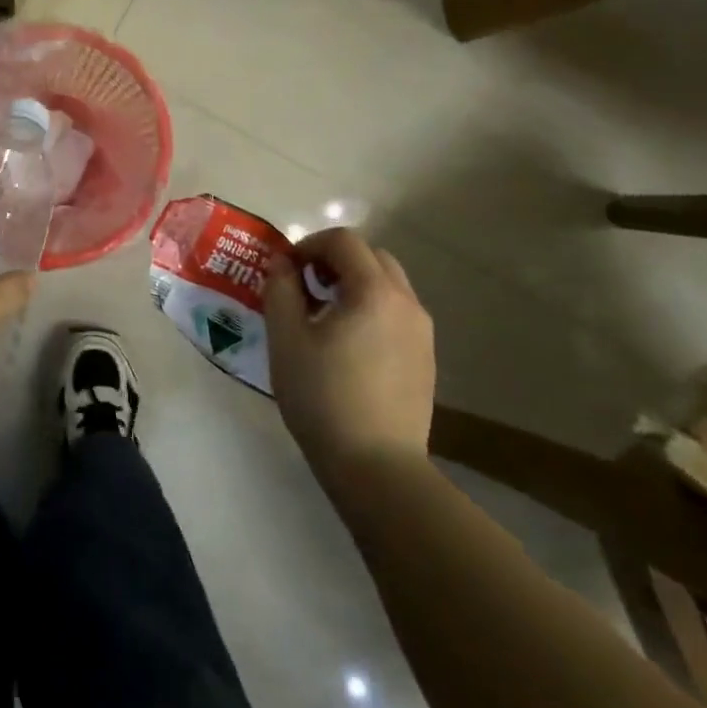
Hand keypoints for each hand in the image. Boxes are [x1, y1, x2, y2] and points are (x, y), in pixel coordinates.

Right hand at [263, 228, 435, 480]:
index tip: (286, 270)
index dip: (309, 244)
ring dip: (354, 283)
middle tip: (304, 286)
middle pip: (371, 256)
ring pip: (388, 284)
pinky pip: (396, 313)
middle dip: (334, 260)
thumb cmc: (322, 396)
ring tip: (323, 316)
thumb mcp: (286, 338)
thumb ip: (281, 289)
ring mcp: (421, 332)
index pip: (343, 241)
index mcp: (374, 291)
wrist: (376, 466)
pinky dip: (370, 308)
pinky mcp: (425, 358)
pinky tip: (347, 344)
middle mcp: (406, 302)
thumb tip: (282, 262)